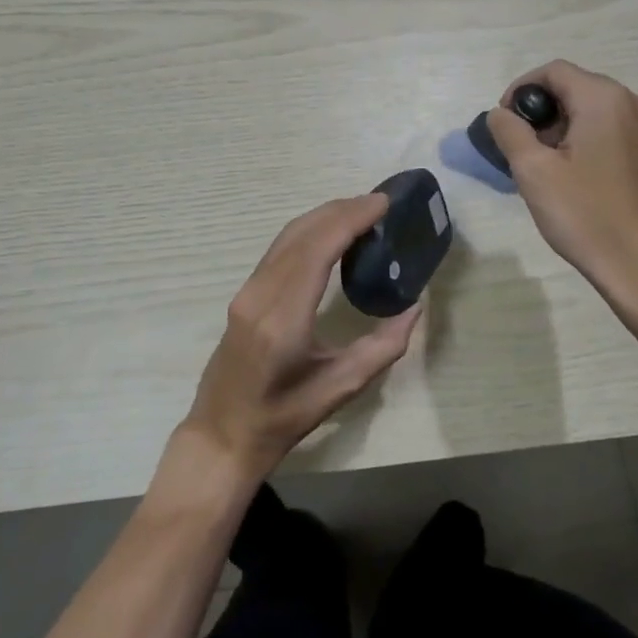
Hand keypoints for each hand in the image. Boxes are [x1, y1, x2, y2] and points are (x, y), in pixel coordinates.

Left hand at [182, 194, 420, 480]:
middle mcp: (260, 295)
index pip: (318, 249)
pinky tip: (330, 234)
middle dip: (341, 210)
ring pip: (287, 237)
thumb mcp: (340, 389)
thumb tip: (415, 306)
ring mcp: (247, 292)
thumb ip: (383, 347)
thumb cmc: (282, 419)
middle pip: (301, 234)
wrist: (221, 435)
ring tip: (361, 211)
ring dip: (323, 217)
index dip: (350, 219)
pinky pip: (278, 250)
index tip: (382, 202)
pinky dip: (308, 232)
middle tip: (379, 203)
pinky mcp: (244, 294)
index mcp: (283, 318)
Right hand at [486, 60, 637, 345]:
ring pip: (591, 109)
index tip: (504, 124)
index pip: (553, 71)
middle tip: (519, 147)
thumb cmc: (586, 214)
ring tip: (542, 165)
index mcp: (604, 99)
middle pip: (574, 86)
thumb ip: (509, 131)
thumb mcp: (533, 170)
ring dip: (560, 126)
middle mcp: (632, 103)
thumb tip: (501, 113)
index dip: (521, 90)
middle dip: (541, 111)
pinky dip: (583, 139)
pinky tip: (571, 175)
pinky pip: (609, 129)